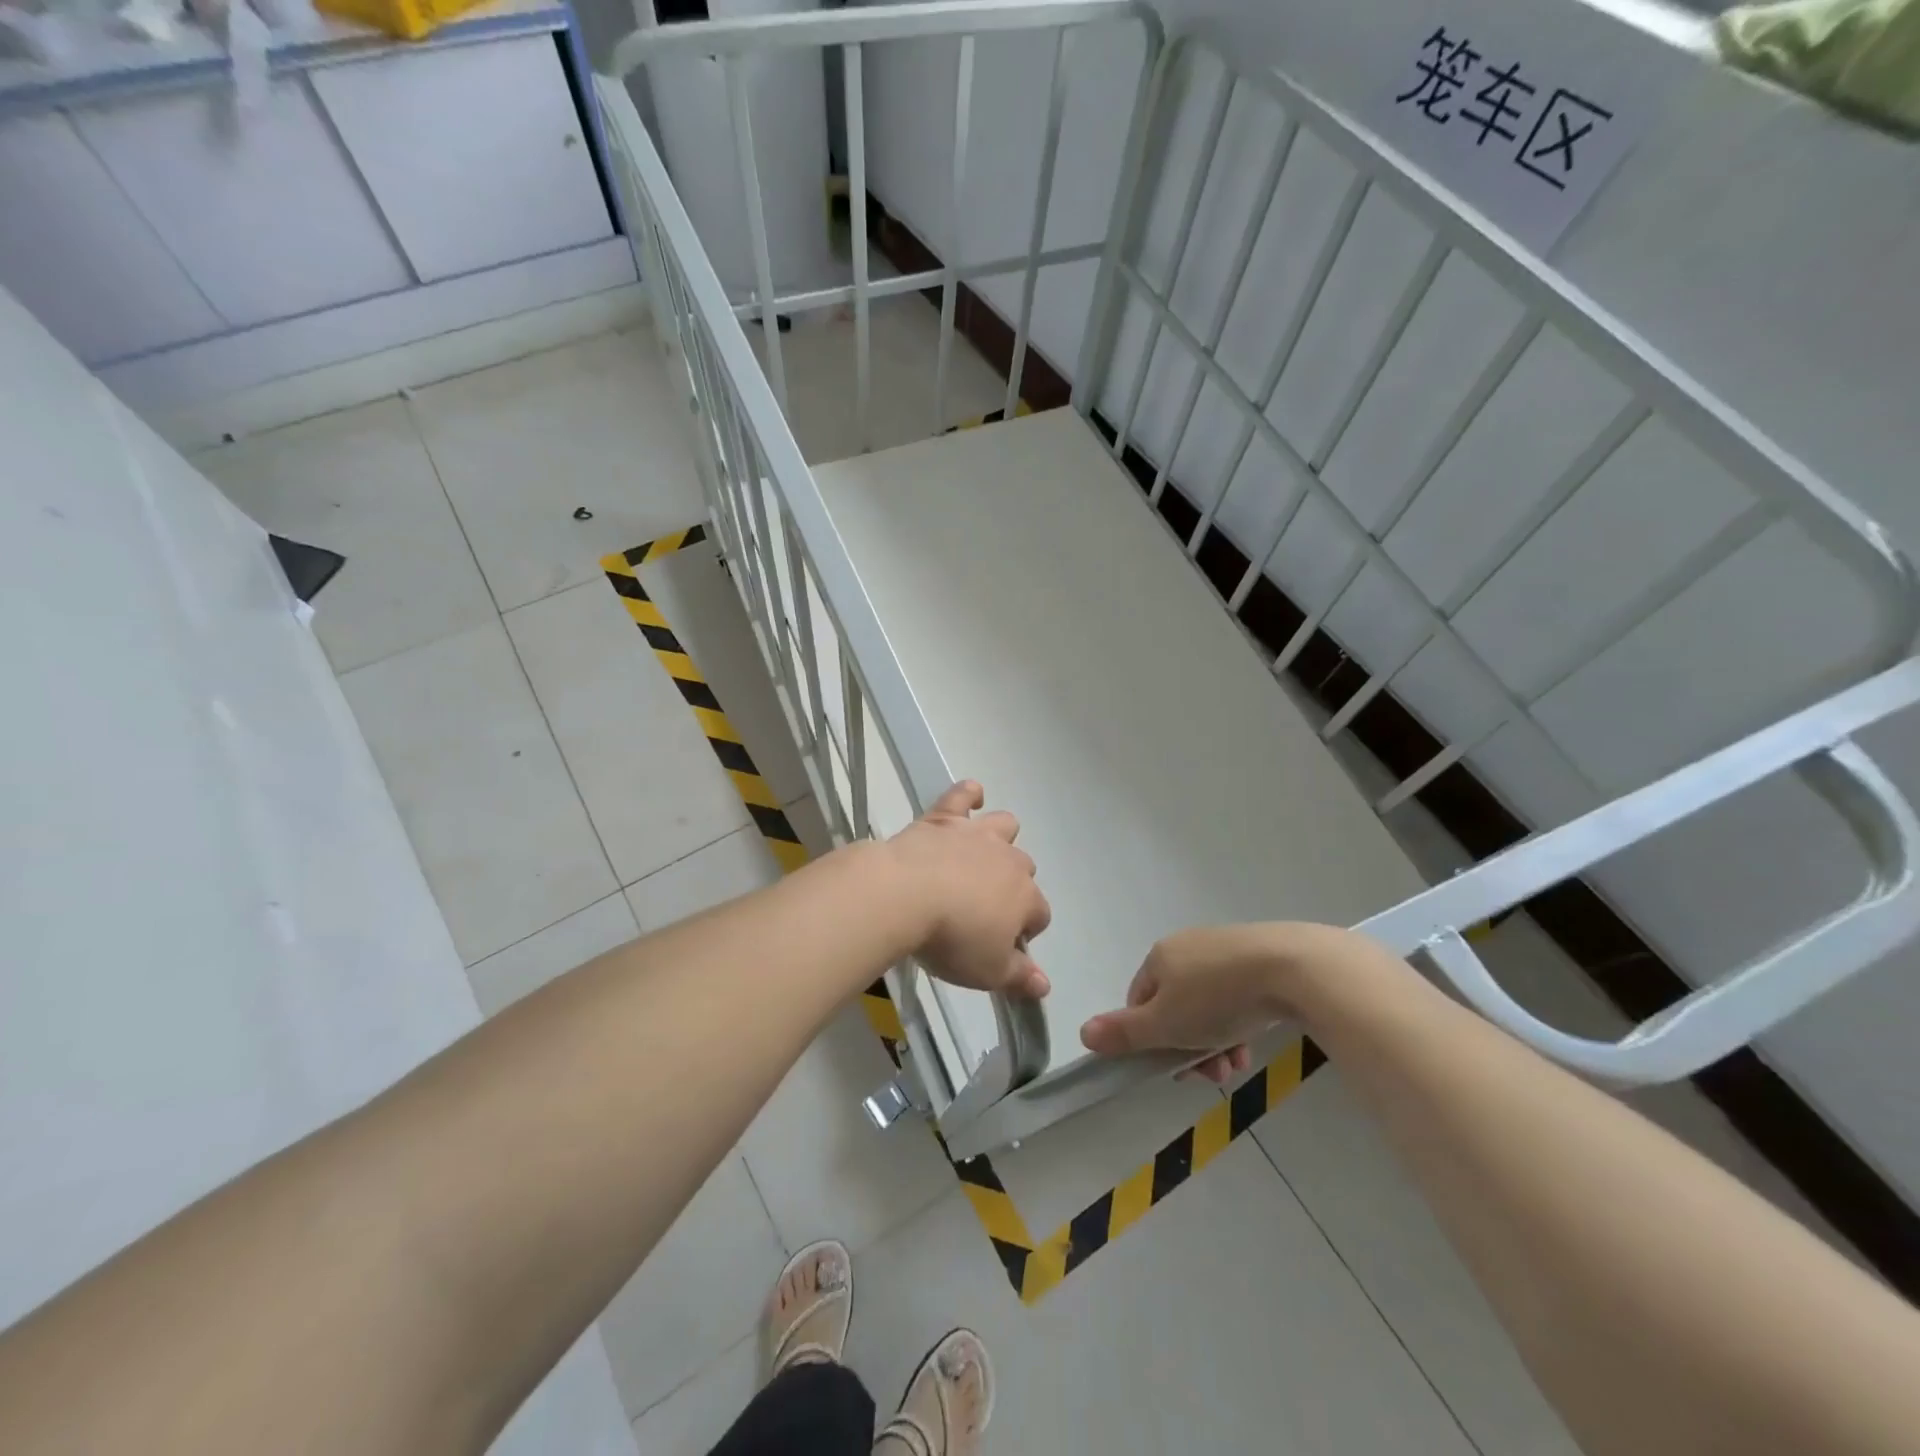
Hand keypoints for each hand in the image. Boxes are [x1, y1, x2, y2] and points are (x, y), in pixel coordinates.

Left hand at [884, 781, 1051, 999]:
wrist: (905, 895)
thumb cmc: (952, 939)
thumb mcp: (988, 971)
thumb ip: (1020, 976)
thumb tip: (1045, 986)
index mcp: (1025, 898)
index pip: (1040, 915)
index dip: (1025, 932)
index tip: (1003, 946)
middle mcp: (1008, 860)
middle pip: (1024, 869)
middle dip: (1012, 886)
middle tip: (983, 908)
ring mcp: (977, 835)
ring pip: (1004, 826)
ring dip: (1000, 838)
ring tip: (982, 854)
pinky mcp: (944, 818)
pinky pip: (963, 795)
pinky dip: (968, 795)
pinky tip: (970, 797)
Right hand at [1079, 922, 1365, 1082]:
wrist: (1291, 967)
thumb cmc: (1218, 998)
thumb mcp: (1165, 1024)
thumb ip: (1125, 1032)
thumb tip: (1082, 1032)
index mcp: (1159, 957)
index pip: (1140, 1002)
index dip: (1151, 1039)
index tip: (1174, 1067)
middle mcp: (1187, 947)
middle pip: (1175, 1006)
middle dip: (1188, 1046)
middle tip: (1212, 1074)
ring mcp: (1224, 948)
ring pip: (1207, 1004)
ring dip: (1215, 1041)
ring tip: (1237, 1065)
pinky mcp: (1258, 956)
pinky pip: (1236, 994)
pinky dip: (1239, 1021)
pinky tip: (1253, 1042)